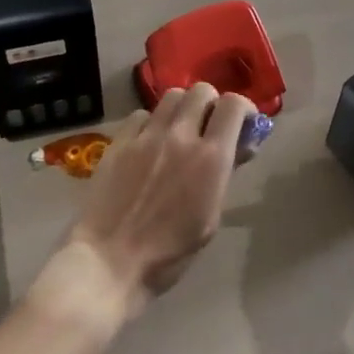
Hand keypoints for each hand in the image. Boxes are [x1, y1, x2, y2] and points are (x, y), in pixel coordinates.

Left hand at [58, 83, 252, 320]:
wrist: (110, 262)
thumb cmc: (169, 254)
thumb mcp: (210, 219)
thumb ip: (225, 174)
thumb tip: (240, 146)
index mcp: (210, 158)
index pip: (233, 105)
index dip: (243, 109)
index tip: (243, 124)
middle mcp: (180, 136)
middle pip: (201, 90)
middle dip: (211, 104)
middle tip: (209, 126)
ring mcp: (146, 136)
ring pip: (171, 96)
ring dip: (182, 109)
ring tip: (179, 130)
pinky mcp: (119, 141)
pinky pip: (141, 115)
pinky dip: (151, 122)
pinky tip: (148, 143)